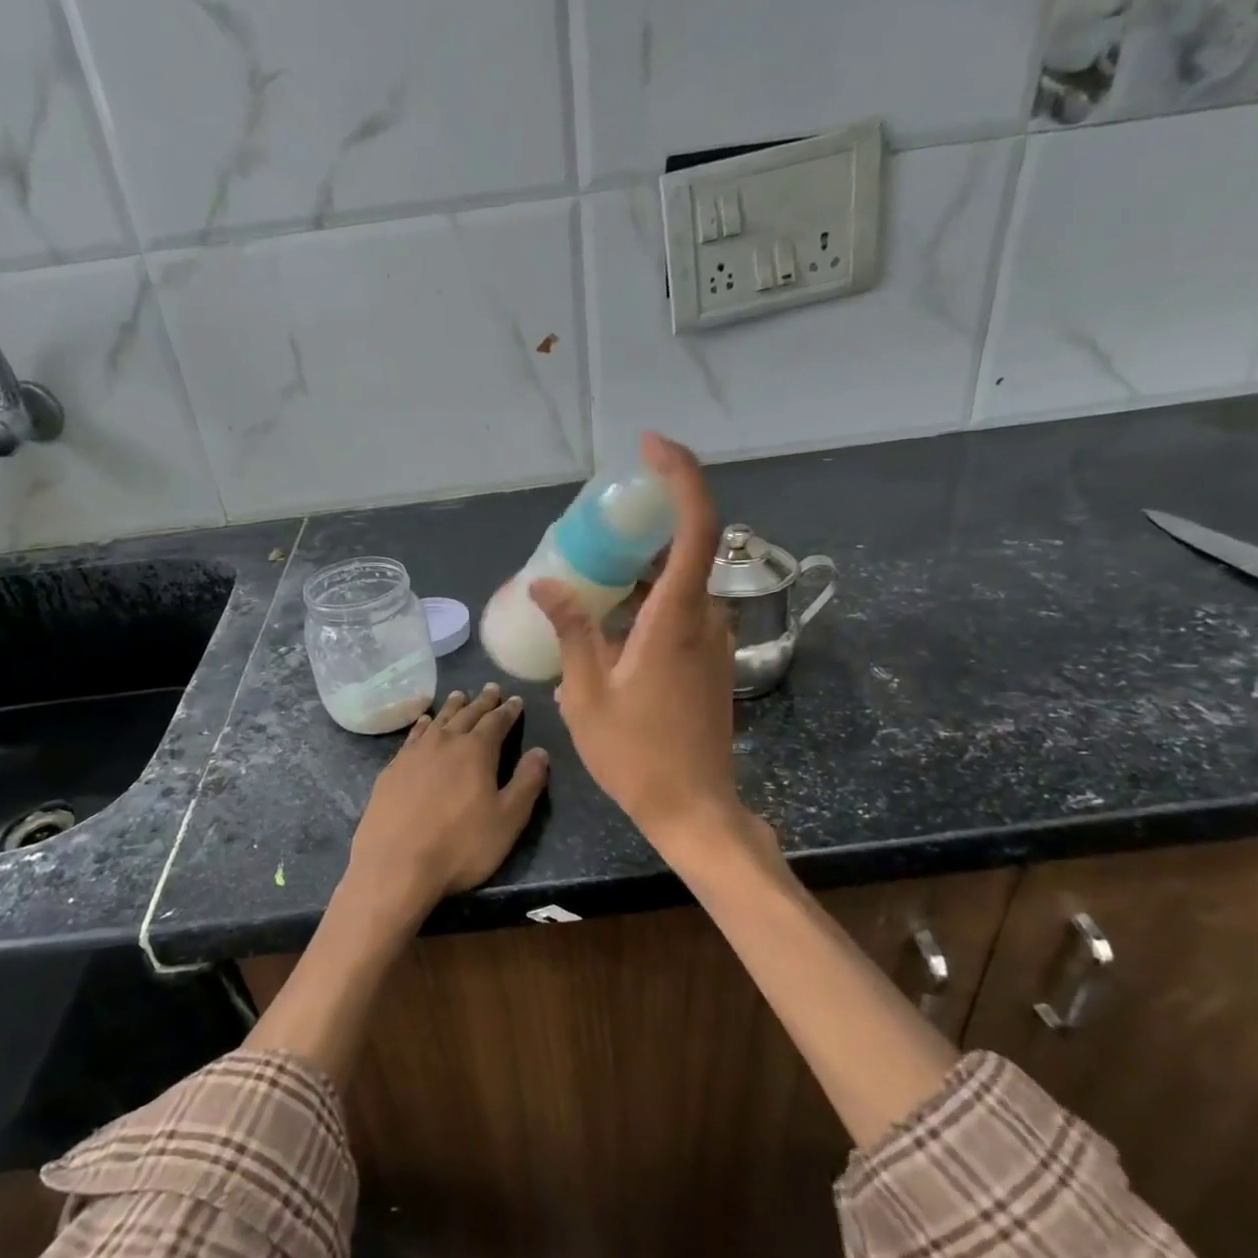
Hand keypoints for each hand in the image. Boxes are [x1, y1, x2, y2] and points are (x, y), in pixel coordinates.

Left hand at [342, 684, 549, 930]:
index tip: (516, 700)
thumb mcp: (508, 820)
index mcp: (477, 751)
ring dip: (452, 707)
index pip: (497, 722)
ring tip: (459, 696)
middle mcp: (445, 742)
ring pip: (438, 720)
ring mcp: (414, 753)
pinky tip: (424, 722)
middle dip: (482, 702)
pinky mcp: (392, 769)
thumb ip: (527, 783)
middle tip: (491, 688)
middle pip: (467, 714)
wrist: (395, 865)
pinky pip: (413, 735)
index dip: (508, 710)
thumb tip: (540, 752)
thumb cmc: (460, 846)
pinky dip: (423, 725)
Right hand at [530, 433, 746, 852]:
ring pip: (676, 585)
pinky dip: (645, 605)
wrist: (692, 808)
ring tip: (586, 586)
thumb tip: (546, 584)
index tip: (649, 448)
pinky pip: (678, 613)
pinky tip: (607, 629)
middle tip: (587, 536)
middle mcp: (704, 618)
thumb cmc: (636, 755)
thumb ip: (573, 631)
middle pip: (680, 550)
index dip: (680, 475)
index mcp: (676, 618)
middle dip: (637, 532)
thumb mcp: (586, 694)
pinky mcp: (709, 661)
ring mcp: (712, 641)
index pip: (695, 524)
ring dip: (636, 576)